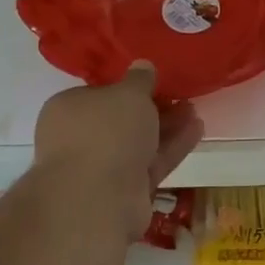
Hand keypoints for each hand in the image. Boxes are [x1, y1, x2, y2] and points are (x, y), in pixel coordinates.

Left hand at [32, 64, 203, 238]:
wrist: (97, 198)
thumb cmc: (106, 132)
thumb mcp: (129, 93)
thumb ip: (139, 79)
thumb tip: (142, 65)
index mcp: (67, 110)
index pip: (98, 94)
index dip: (126, 89)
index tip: (153, 83)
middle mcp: (79, 139)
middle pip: (121, 120)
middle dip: (153, 109)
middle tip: (180, 97)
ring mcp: (100, 168)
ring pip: (138, 143)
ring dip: (166, 128)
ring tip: (194, 111)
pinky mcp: (123, 192)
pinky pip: (150, 164)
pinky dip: (171, 148)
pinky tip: (197, 130)